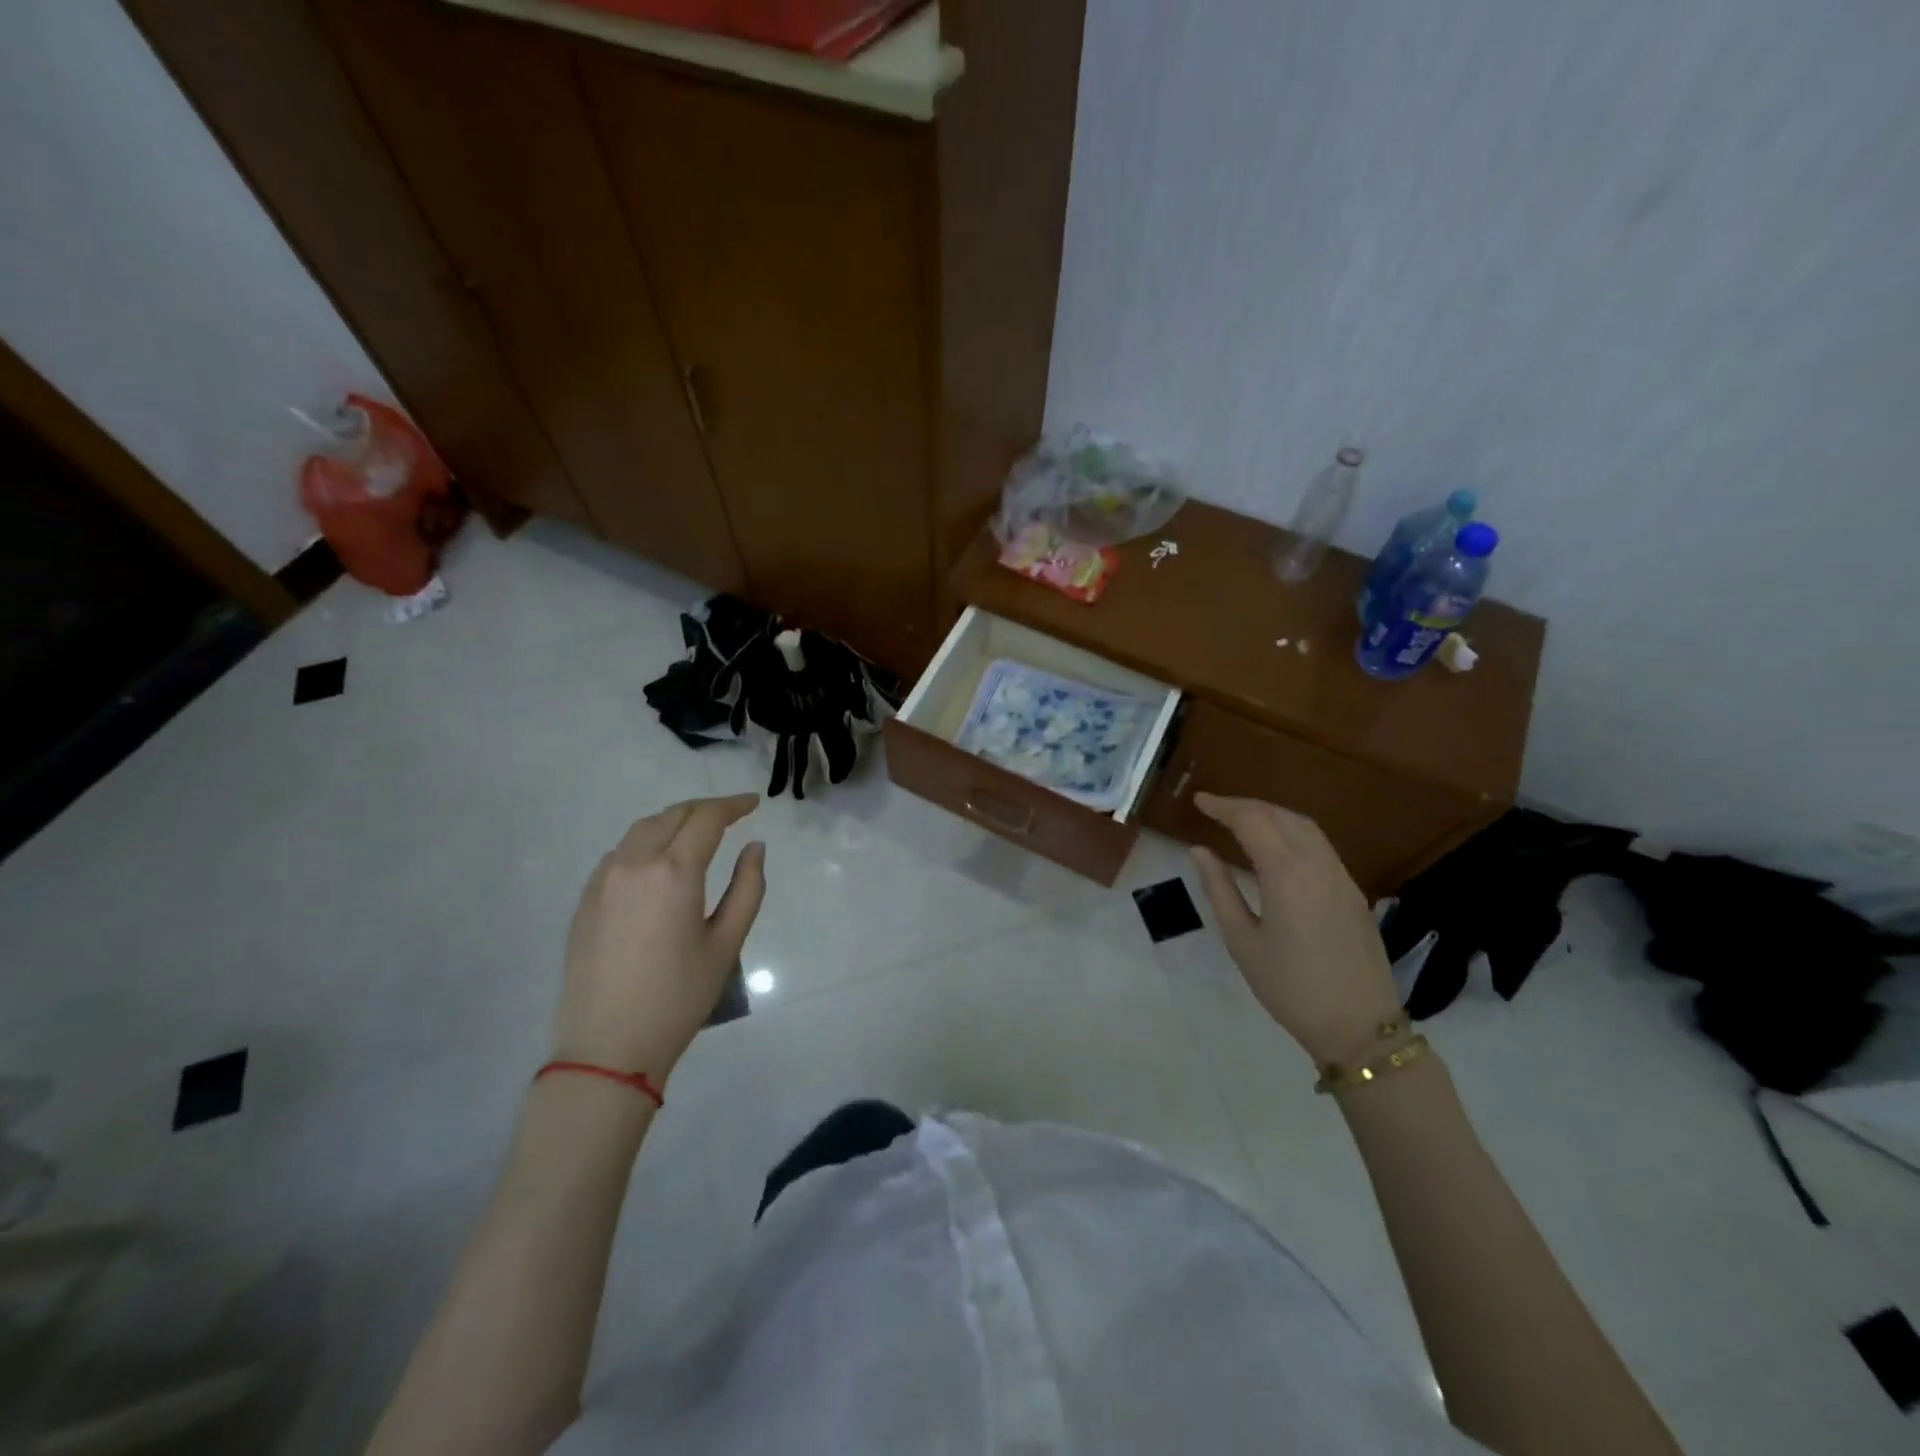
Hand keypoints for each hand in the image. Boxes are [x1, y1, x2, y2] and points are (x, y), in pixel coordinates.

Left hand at [551, 795, 765, 1083]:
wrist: (607, 1047)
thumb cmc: (678, 997)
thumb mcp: (726, 943)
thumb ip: (747, 888)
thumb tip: (754, 848)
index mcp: (674, 872)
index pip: (706, 818)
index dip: (733, 805)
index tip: (754, 803)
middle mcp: (634, 863)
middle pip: (672, 815)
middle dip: (705, 809)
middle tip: (732, 815)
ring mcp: (603, 880)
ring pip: (642, 829)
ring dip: (673, 821)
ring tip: (697, 832)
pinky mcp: (585, 899)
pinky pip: (620, 853)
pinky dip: (646, 842)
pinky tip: (660, 861)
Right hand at [1188, 793, 1402, 1064]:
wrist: (1360, 1026)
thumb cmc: (1290, 987)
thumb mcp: (1242, 941)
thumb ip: (1219, 889)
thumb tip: (1199, 851)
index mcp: (1287, 873)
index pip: (1252, 820)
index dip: (1223, 806)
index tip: (1199, 801)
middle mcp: (1318, 864)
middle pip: (1281, 815)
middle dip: (1246, 805)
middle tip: (1215, 808)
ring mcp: (1341, 876)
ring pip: (1305, 826)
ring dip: (1272, 814)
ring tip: (1242, 821)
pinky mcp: (1353, 891)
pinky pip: (1320, 845)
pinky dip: (1292, 832)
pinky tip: (1275, 847)